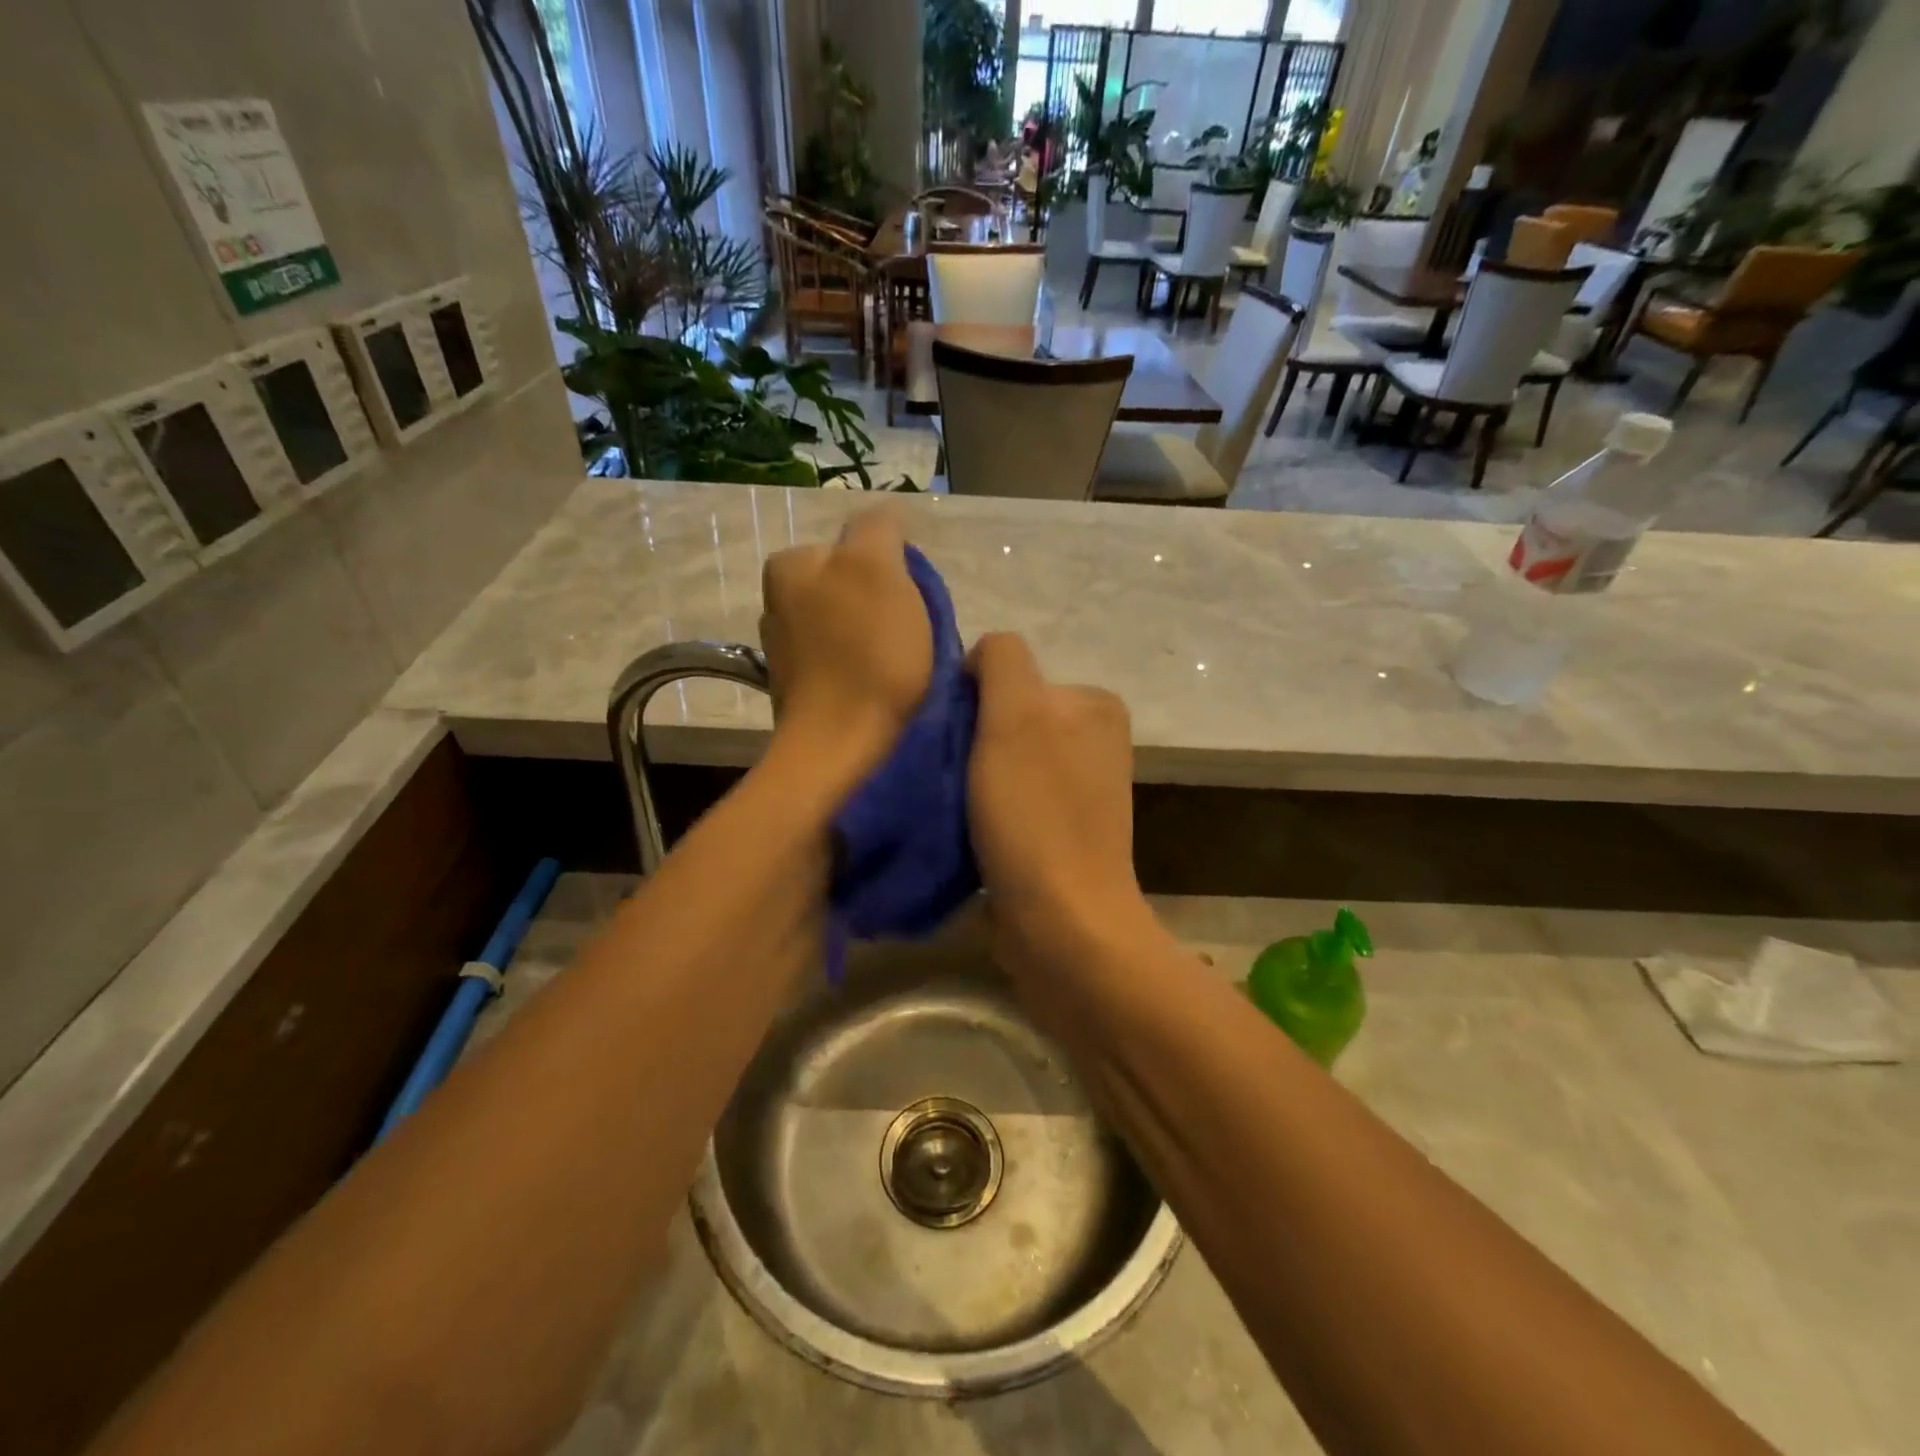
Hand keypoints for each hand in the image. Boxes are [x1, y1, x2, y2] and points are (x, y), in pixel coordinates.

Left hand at [759, 510, 932, 783]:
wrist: (842, 746)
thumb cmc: (866, 653)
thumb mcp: (878, 568)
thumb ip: (879, 528)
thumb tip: (885, 516)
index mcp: (789, 565)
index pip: (857, 545)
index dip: (895, 570)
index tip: (912, 603)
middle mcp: (776, 602)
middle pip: (853, 587)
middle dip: (884, 605)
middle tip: (911, 635)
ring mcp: (785, 650)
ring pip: (849, 626)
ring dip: (877, 638)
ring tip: (900, 666)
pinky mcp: (800, 690)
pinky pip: (842, 662)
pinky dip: (864, 669)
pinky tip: (880, 689)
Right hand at [966, 633, 1150, 972]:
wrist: (1062, 924)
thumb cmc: (1036, 815)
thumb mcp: (1017, 715)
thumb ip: (1003, 661)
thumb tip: (980, 659)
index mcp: (1094, 703)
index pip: (1009, 673)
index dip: (972, 701)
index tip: (955, 742)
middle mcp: (1094, 739)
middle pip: (1005, 718)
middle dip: (970, 741)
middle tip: (950, 778)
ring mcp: (1079, 789)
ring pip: (1000, 760)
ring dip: (969, 778)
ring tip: (954, 809)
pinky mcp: (1060, 832)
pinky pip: (1007, 801)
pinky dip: (981, 811)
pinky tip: (967, 832)